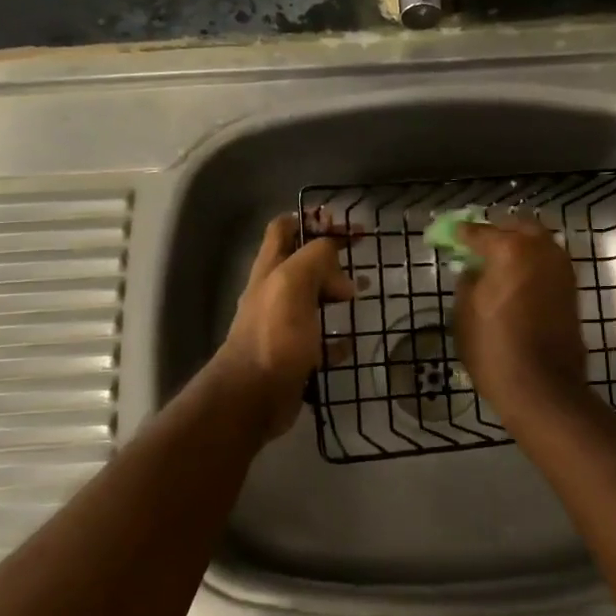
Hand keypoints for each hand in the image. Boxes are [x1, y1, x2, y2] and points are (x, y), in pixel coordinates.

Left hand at [208, 213, 354, 439]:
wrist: (254, 396)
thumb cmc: (274, 335)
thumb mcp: (293, 283)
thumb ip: (315, 259)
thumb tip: (338, 270)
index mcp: (271, 269)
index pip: (285, 227)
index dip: (312, 220)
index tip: (344, 225)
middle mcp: (274, 292)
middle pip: (302, 262)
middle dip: (330, 257)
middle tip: (359, 262)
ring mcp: (283, 325)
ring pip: (313, 298)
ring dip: (336, 293)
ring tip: (361, 294)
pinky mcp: (294, 355)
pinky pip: (320, 341)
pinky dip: (337, 339)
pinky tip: (352, 341)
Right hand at [453, 219, 591, 420]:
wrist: (542, 388)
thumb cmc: (494, 350)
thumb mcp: (464, 314)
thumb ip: (467, 282)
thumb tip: (473, 270)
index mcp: (510, 249)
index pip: (479, 232)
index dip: (460, 234)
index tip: (449, 236)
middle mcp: (540, 249)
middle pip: (516, 226)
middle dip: (497, 231)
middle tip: (478, 244)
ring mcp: (561, 268)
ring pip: (538, 241)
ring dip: (519, 244)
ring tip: (498, 261)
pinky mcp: (571, 289)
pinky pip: (548, 262)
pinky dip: (533, 262)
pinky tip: (517, 277)